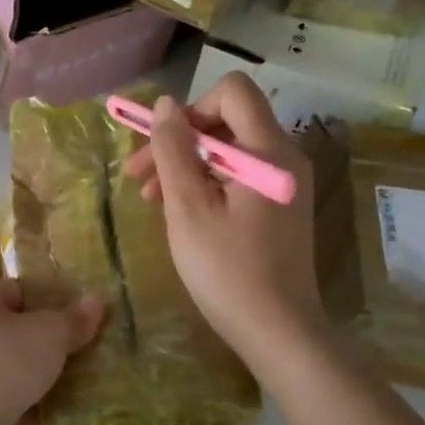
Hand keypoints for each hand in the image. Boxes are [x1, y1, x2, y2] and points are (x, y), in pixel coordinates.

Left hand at [0, 279, 103, 424]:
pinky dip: (10, 410)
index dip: (48, 306)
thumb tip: (96, 300)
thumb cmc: (3, 366)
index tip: (71, 328)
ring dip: (25, 383)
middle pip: (7, 331)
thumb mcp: (50, 338)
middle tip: (68, 364)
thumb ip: (73, 320)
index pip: (17, 291)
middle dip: (37, 349)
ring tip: (58, 397)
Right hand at [121, 72, 323, 368]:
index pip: (232, 92)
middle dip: (179, 142)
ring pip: (229, 151)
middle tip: (138, 178)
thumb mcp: (188, 208)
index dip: (191, 109)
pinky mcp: (281, 206)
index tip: (162, 146)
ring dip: (187, 166)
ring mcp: (286, 184)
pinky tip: (181, 213)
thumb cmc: (227, 271)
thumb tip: (165, 104)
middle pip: (227, 122)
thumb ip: (173, 150)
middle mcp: (285, 158)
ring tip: (151, 200)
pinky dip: (207, 184)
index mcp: (268, 152)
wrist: (279, 333)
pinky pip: (240, 176)